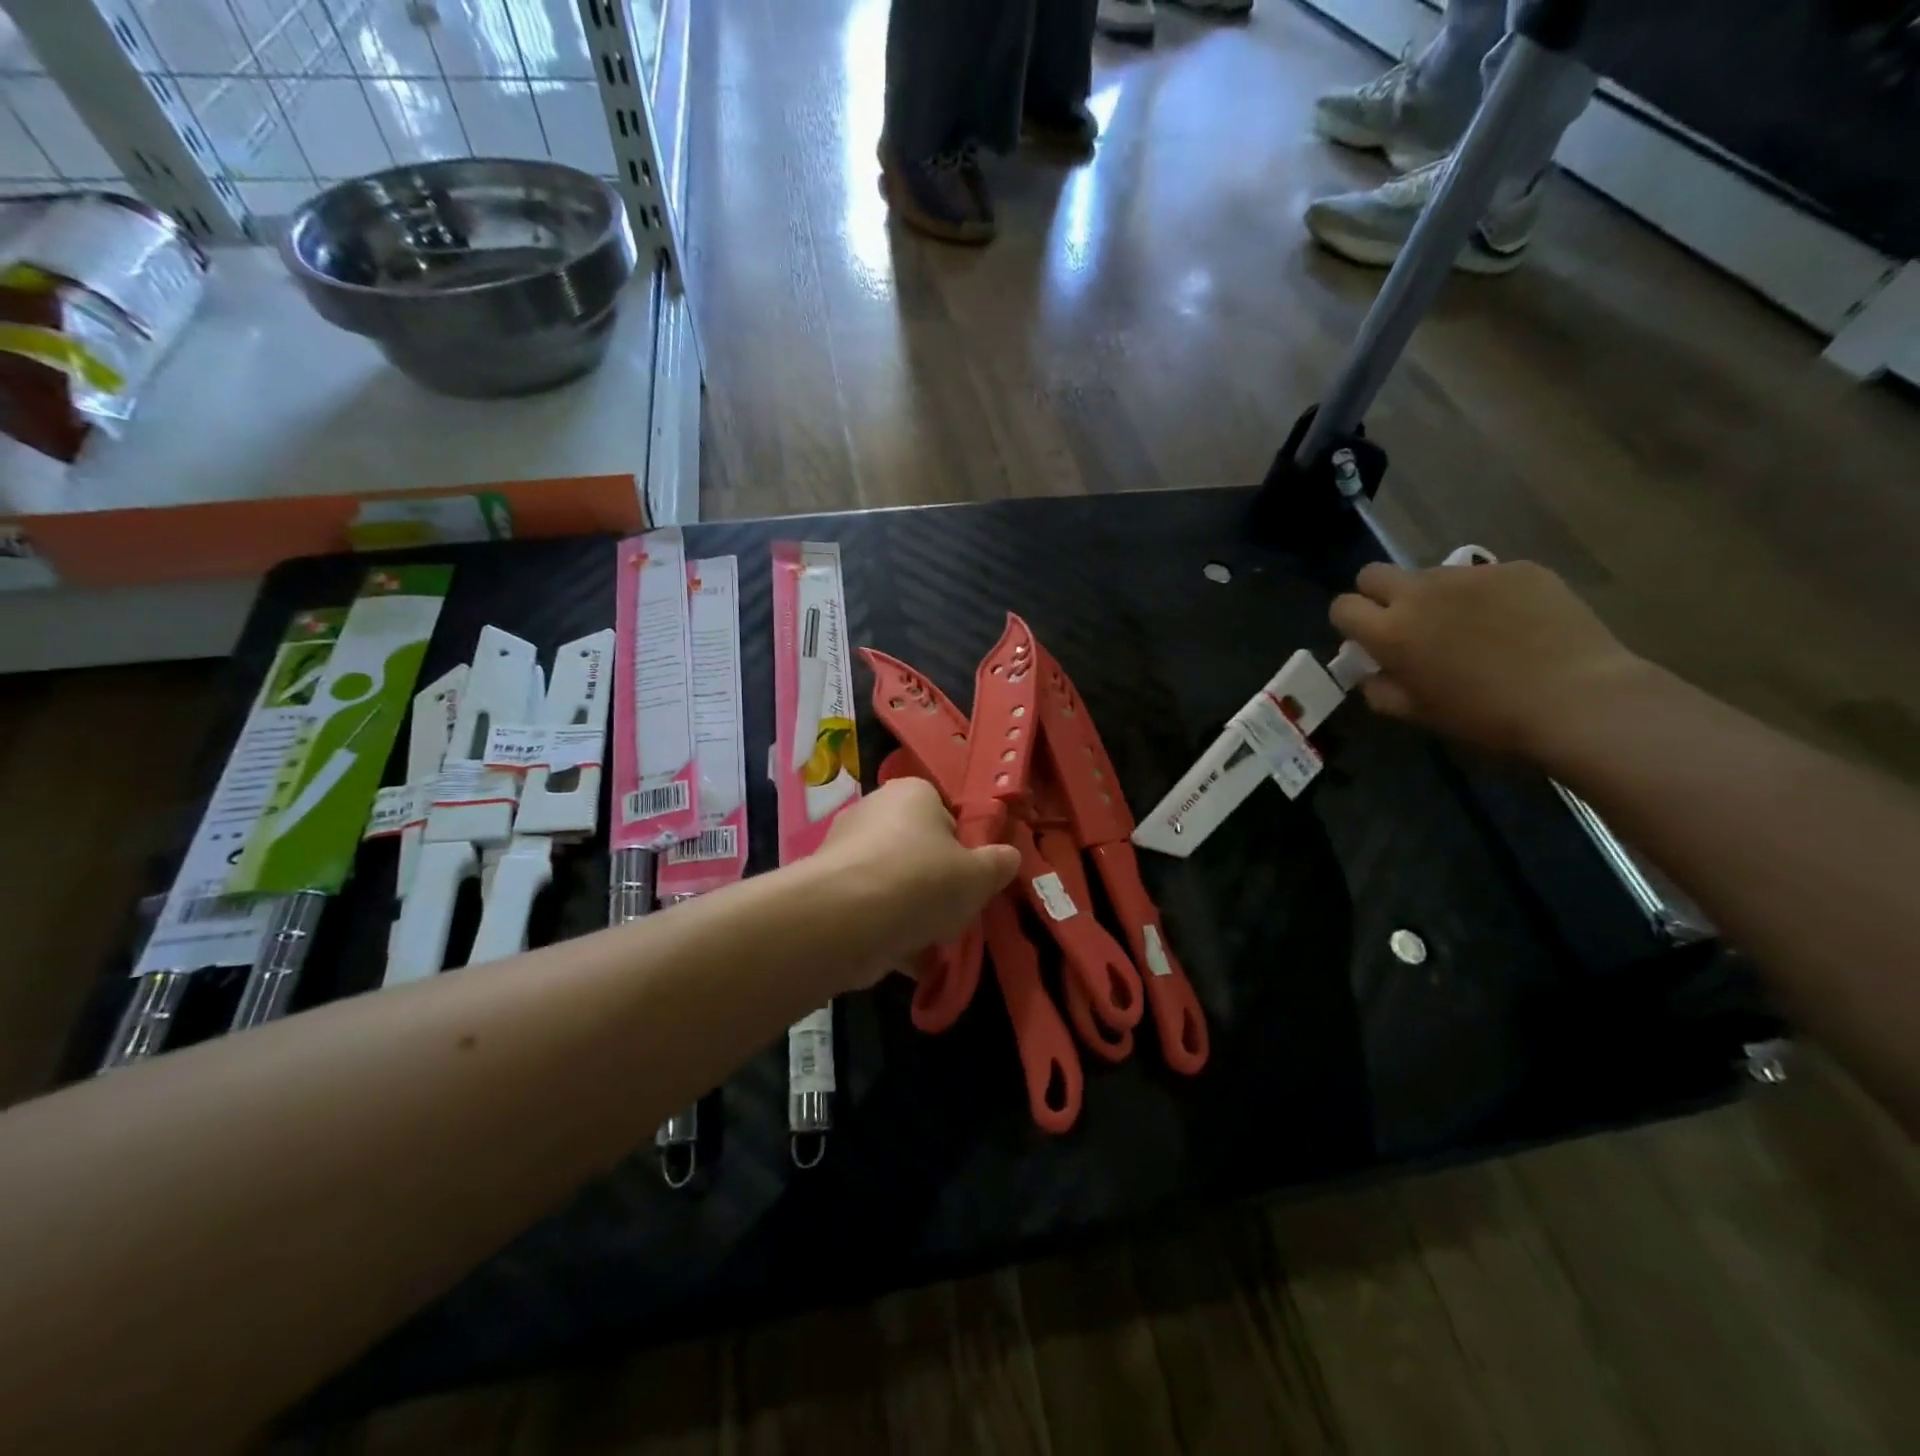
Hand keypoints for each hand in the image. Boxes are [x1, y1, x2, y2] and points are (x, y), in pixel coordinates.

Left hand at [813, 778, 1019, 981]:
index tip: (974, 875)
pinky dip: (888, 931)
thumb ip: (997, 864)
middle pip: (918, 849)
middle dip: (937, 882)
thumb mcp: (978, 875)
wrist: (847, 921)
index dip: (964, 845)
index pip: (945, 811)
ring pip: (894, 882)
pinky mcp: (829, 890)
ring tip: (935, 942)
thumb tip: (1008, 856)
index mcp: (912, 792)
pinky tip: (909, 959)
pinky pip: (870, 908)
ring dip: (914, 911)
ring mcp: (846, 850)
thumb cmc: (922, 881)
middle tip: (957, 911)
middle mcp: (874, 811)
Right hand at [1329, 560, 1650, 756]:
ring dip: (1434, 596)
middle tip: (1405, 623)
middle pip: (1374, 574)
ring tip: (1469, 626)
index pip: (1342, 606)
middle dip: (1378, 594)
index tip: (1367, 640)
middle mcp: (1420, 593)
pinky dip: (1485, 596)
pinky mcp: (1516, 568)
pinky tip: (1513, 623)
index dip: (1350, 622)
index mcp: (1390, 631)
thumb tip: (1371, 672)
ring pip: (1430, 574)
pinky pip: (1483, 577)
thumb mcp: (1418, 714)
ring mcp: (1469, 576)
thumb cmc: (1486, 716)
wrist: (1577, 699)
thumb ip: (1380, 689)